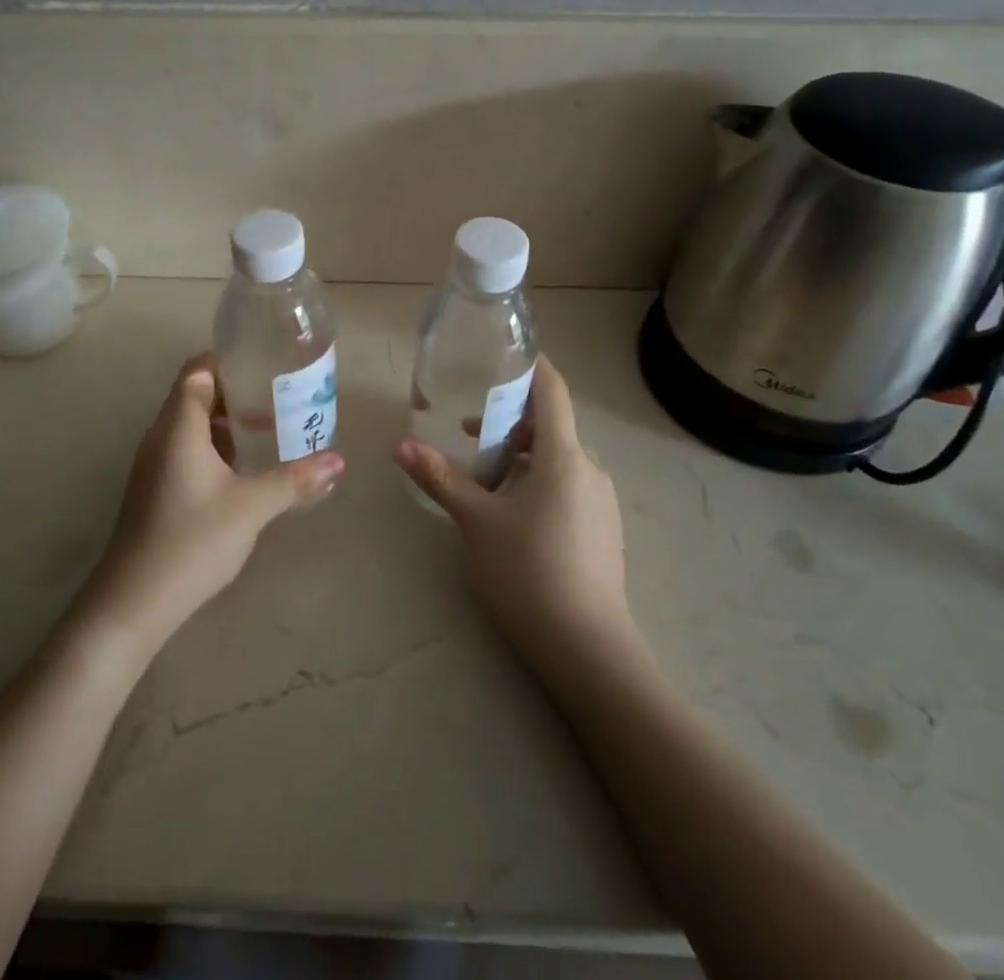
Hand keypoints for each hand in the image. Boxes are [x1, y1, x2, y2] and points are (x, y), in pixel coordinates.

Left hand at [81, 354, 343, 654]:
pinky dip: (215, 450)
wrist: (133, 602)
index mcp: (178, 427)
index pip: (197, 370)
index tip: (266, 366)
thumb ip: (295, 479)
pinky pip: (187, 451)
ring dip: (227, 425)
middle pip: (196, 395)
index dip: (228, 361)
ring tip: (270, 432)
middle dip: (237, 394)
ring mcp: (154, 465)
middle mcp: (161, 437)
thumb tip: (337, 461)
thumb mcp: (251, 507)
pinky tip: (244, 472)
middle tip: (279, 399)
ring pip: (192, 427)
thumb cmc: (192, 541)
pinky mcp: (155, 490)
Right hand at [395, 356, 631, 670]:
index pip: (552, 390)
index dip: (531, 366)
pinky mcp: (603, 527)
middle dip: (510, 422)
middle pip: (551, 426)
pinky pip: (568, 485)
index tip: (503, 355)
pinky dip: (539, 481)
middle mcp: (589, 469)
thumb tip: (401, 445)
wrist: (587, 647)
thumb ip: (441, 478)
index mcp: (564, 457)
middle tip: (468, 433)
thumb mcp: (476, 522)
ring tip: (484, 480)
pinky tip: (514, 514)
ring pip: (558, 459)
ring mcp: (601, 500)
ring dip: (521, 456)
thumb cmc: (528, 572)